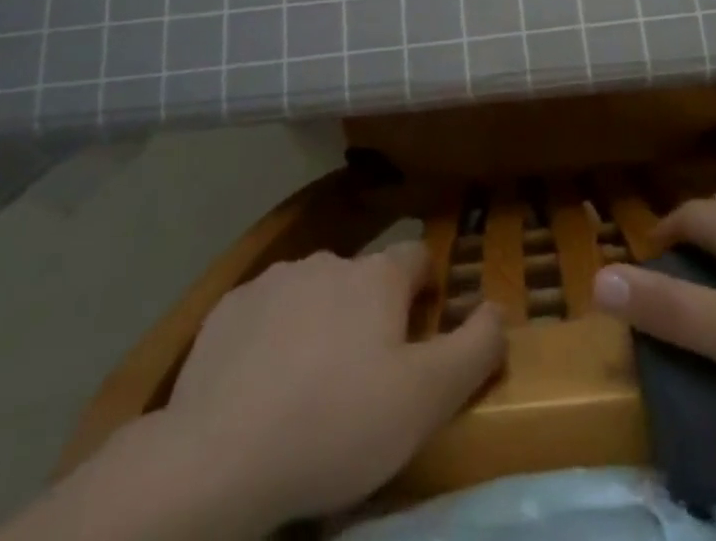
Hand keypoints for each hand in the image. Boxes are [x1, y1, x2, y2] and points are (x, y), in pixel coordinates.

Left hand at [162, 242, 504, 527]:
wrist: (217, 458)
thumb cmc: (336, 425)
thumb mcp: (426, 400)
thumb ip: (475, 348)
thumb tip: (498, 308)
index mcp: (377, 276)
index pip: (417, 257)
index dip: (426, 290)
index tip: (420, 335)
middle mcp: (329, 260)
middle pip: (364, 278)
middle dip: (370, 313)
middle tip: (364, 378)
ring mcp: (274, 280)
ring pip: (314, 292)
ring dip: (321, 323)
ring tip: (310, 387)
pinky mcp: (229, 309)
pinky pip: (266, 314)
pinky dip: (273, 338)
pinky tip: (260, 388)